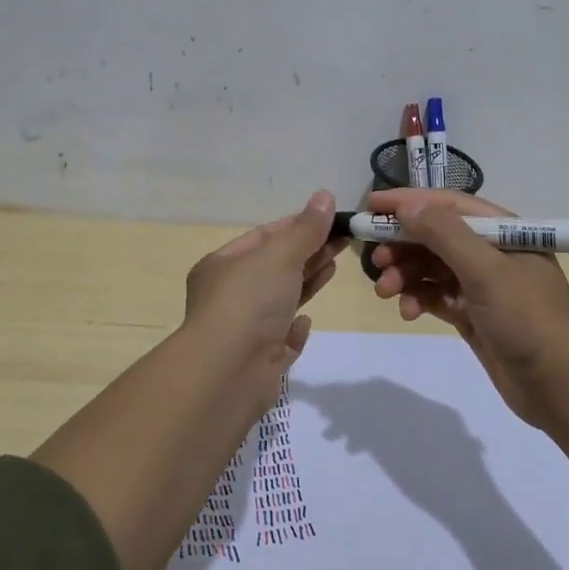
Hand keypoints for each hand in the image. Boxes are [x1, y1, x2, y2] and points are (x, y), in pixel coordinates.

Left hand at [183, 190, 342, 407]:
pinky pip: (280, 338)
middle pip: (275, 267)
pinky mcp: (260, 361)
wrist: (228, 373)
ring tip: (335, 266)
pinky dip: (294, 329)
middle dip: (309, 252)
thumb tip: (325, 196)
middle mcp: (229, 296)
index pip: (264, 236)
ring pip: (280, 300)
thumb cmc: (249, 302)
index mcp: (223, 266)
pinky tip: (305, 321)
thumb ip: (306, 229)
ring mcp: (244, 331)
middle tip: (345, 240)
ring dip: (306, 283)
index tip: (331, 219)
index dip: (298, 225)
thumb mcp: (279, 255)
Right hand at [366, 188, 568, 427]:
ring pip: (431, 268)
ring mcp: (482, 285)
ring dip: (405, 274)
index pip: (448, 205)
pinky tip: (407, 312)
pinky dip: (418, 299)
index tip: (370, 206)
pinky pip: (436, 296)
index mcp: (503, 231)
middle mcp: (491, 252)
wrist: (558, 386)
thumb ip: (445, 235)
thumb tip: (408, 205)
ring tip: (385, 291)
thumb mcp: (486, 271)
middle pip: (436, 236)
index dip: (409, 202)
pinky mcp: (473, 314)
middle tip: (375, 259)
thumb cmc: (527, 318)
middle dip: (403, 244)